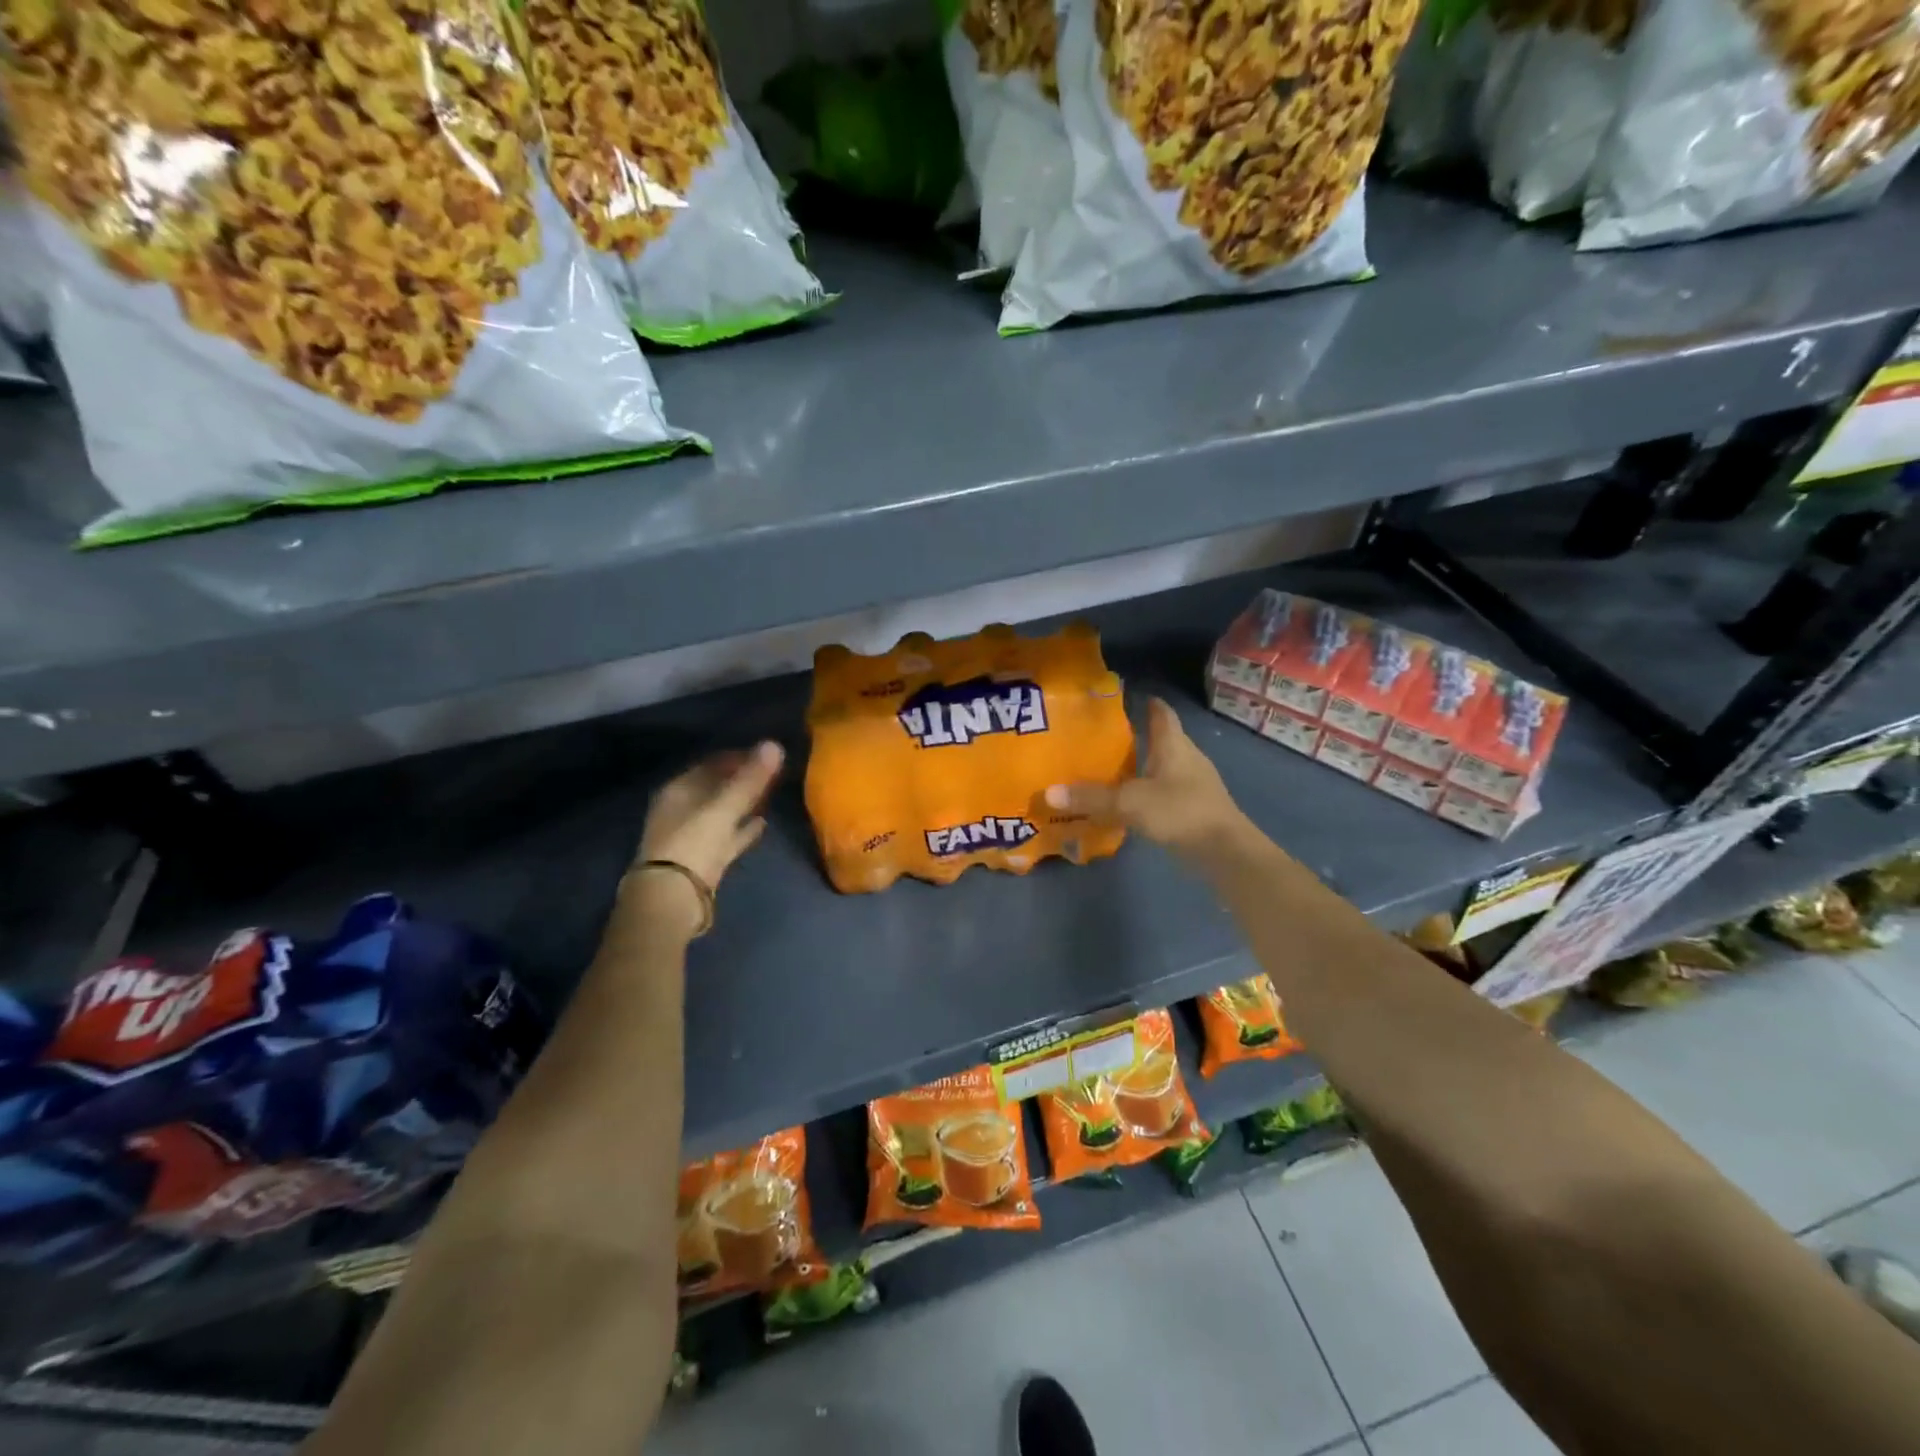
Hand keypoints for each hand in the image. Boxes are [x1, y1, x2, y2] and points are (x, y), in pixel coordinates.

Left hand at [634, 741, 784, 915]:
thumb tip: (774, 744)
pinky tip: (762, 825)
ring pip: (722, 813)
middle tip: (772, 775)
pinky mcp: (702, 860)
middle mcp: (681, 809)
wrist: (673, 898)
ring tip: (770, 797)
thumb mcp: (724, 807)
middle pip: (716, 788)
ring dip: (743, 804)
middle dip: (742, 781)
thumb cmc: (694, 843)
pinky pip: (727, 837)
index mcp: (678, 790)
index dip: (738, 757)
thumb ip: (750, 778)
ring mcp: (690, 836)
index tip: (765, 756)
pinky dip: (743, 829)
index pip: (711, 764)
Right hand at [1045, 697, 1248, 858]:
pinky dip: (1148, 792)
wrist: (1225, 852)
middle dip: (1136, 736)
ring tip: (1110, 770)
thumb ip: (1090, 798)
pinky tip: (1129, 803)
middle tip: (1102, 737)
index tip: (1123, 699)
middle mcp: (1186, 758)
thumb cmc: (1180, 811)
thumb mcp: (1129, 803)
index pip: (1161, 713)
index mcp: (1174, 745)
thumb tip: (1048, 792)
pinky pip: (1166, 791)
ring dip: (1142, 766)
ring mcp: (1194, 784)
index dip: (1146, 703)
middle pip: (1162, 739)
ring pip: (1164, 766)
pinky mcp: (1195, 809)